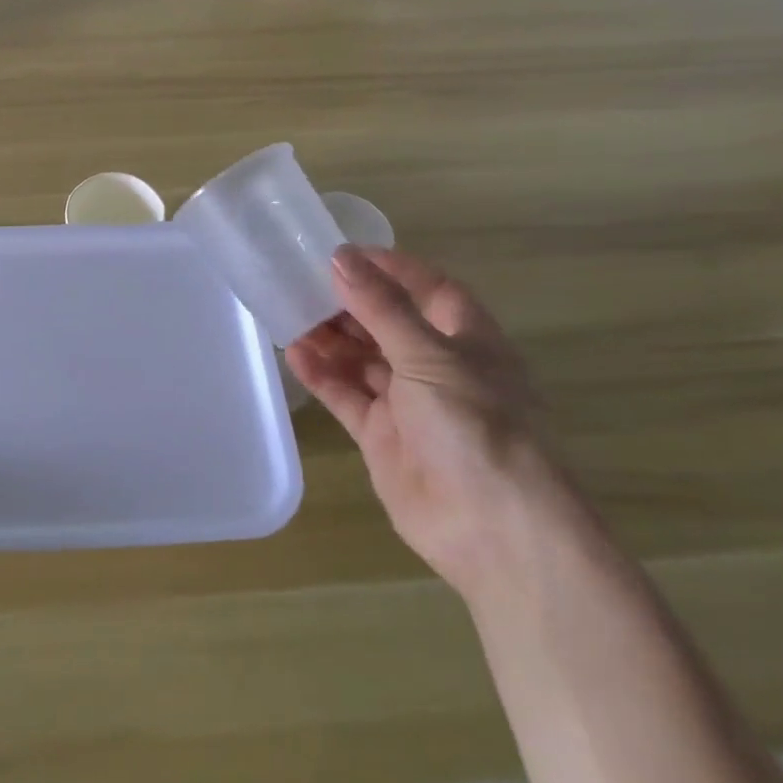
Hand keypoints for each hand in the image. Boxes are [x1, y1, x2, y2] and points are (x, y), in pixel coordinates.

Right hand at [286, 245, 575, 599]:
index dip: (391, 268)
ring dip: (331, 339)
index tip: (344, 253)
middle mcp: (439, 367)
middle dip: (349, 304)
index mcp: (467, 340)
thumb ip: (381, 307)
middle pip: (389, 323)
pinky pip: (347, 396)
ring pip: (363, 359)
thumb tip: (340, 257)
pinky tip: (295, 356)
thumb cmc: (475, 425)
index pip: (429, 289)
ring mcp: (410, 404)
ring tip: (289, 315)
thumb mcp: (427, 355)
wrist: (494, 529)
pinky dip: (323, 377)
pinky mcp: (383, 437)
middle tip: (302, 284)